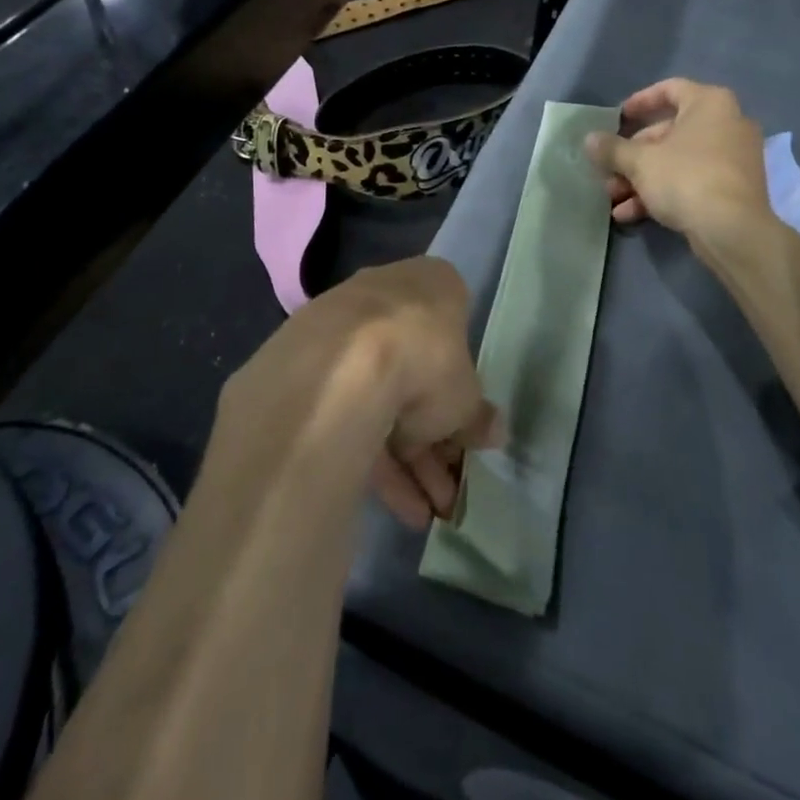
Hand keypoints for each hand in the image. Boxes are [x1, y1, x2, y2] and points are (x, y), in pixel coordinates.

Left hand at [234, 257, 500, 530]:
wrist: (340, 367)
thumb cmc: (425, 361)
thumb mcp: (466, 397)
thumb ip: (477, 415)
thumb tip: (492, 431)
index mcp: (432, 284)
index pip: (453, 330)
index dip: (461, 387)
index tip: (466, 429)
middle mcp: (383, 296)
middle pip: (414, 370)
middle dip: (434, 436)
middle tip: (450, 487)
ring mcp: (341, 330)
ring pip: (379, 398)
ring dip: (408, 460)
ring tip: (429, 515)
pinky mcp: (306, 369)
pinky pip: (348, 415)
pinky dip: (373, 459)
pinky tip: (397, 509)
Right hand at [584, 79, 770, 239]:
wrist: (733, 231)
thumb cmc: (685, 178)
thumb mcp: (639, 162)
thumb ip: (612, 148)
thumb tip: (589, 140)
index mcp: (709, 104)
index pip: (669, 89)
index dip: (639, 102)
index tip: (617, 119)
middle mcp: (727, 124)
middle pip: (668, 132)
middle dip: (632, 155)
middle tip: (609, 171)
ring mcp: (733, 158)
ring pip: (677, 161)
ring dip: (641, 178)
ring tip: (614, 197)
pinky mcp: (733, 189)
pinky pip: (692, 181)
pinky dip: (663, 192)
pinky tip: (631, 214)